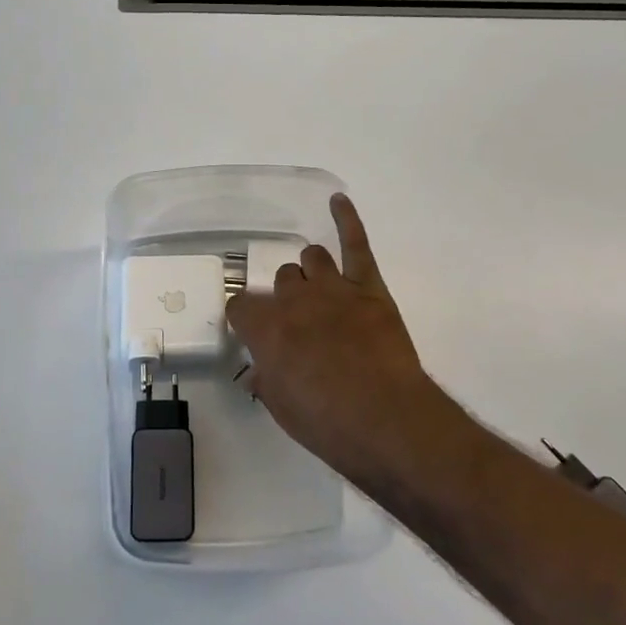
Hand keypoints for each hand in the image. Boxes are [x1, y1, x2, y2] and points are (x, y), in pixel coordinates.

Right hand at [226, 195, 469, 490]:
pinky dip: (347, 219)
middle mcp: (293, 299)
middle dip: (286, 297)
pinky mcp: (368, 287)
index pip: (239, 306)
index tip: (252, 330)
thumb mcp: (282, 409)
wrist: (386, 420)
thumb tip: (259, 369)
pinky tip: (338, 200)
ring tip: (321, 293)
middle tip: (300, 323)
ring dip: (312, 273)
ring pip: (311, 258)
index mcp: (265, 329)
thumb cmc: (327, 423)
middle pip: (281, 279)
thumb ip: (266, 380)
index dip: (245, 317)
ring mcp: (332, 287)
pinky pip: (356, 244)